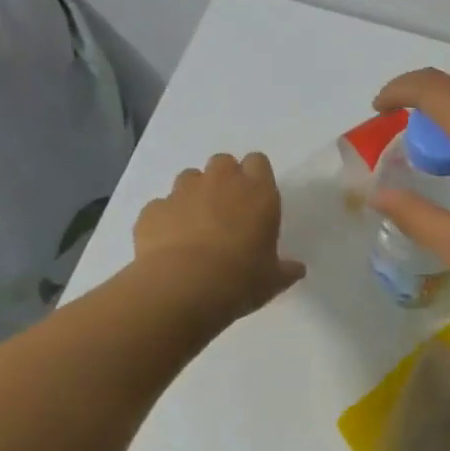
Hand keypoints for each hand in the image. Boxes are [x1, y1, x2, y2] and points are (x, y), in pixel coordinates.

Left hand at [134, 153, 305, 321]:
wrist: (183, 288)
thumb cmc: (241, 279)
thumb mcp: (273, 280)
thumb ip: (285, 269)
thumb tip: (296, 269)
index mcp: (258, 192)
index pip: (258, 162)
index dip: (255, 177)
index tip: (254, 199)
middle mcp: (221, 182)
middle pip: (223, 162)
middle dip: (223, 180)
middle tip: (226, 210)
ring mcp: (183, 192)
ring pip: (189, 178)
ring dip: (193, 195)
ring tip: (195, 226)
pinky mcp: (153, 210)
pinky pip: (161, 206)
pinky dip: (165, 219)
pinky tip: (168, 244)